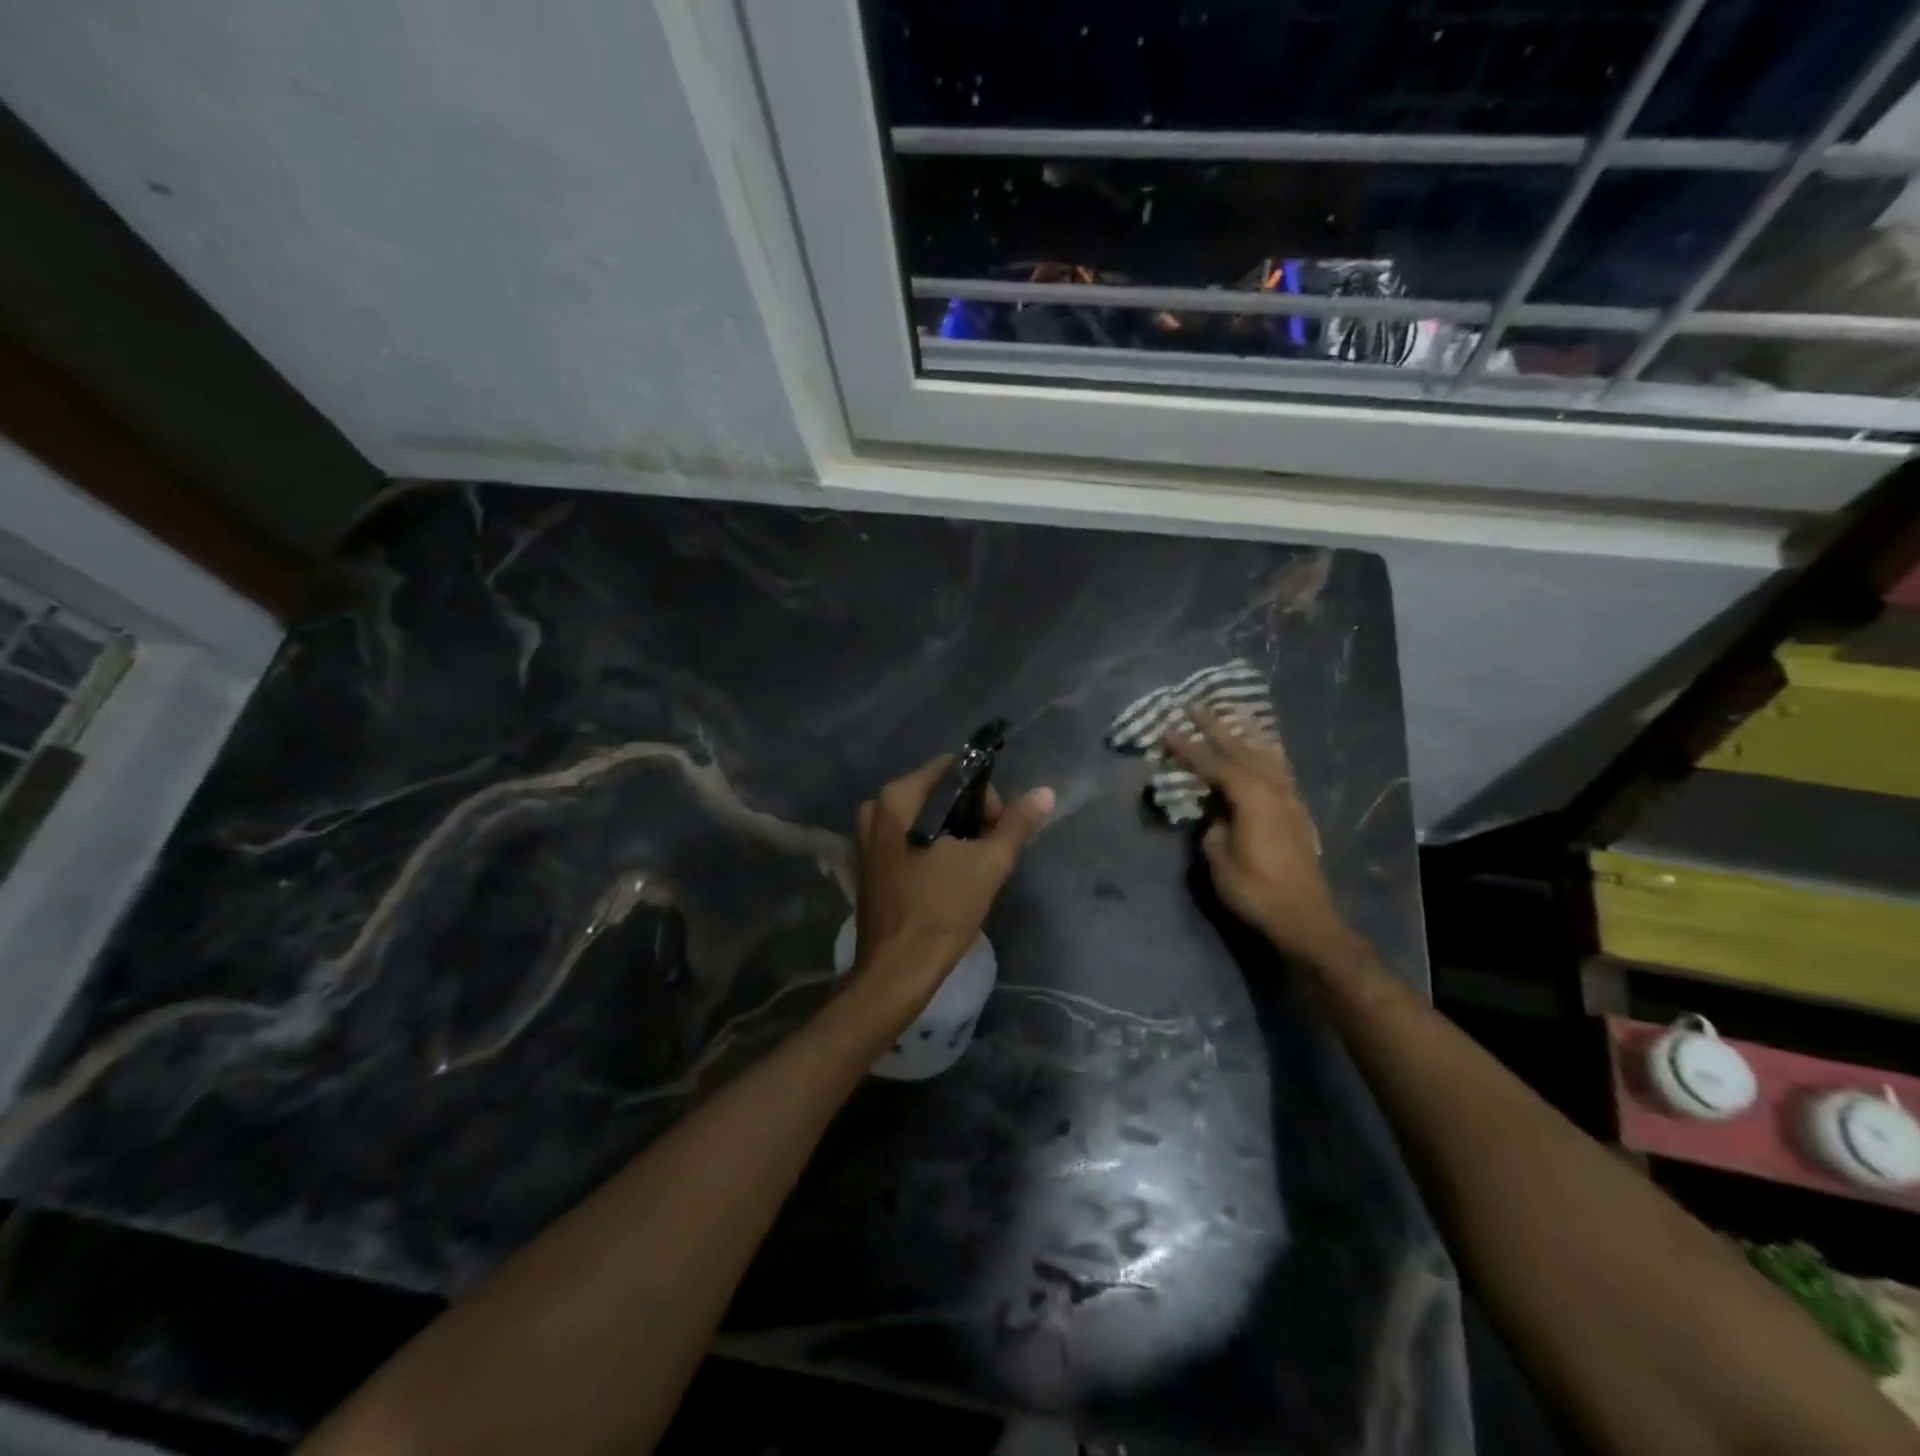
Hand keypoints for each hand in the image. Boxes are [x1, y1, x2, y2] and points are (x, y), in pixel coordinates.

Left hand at [848, 756, 1054, 1019]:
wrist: (897, 972)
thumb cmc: (941, 911)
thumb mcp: (988, 864)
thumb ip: (1016, 824)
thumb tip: (1045, 792)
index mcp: (897, 799)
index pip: (952, 770)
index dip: (984, 792)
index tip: (1000, 825)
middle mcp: (876, 810)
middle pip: (938, 793)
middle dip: (971, 815)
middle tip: (992, 849)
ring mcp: (869, 838)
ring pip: (926, 819)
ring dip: (956, 834)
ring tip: (976, 865)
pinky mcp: (872, 864)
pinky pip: (911, 839)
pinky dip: (935, 848)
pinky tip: (952, 876)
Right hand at [1164, 706, 1351, 965]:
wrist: (1303, 916)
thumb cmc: (1254, 888)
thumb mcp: (1218, 856)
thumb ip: (1212, 825)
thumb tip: (1214, 811)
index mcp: (1249, 794)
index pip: (1211, 763)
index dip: (1187, 746)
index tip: (1166, 728)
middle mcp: (1271, 786)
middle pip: (1239, 748)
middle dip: (1214, 726)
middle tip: (1194, 704)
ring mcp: (1288, 795)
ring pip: (1264, 753)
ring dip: (1244, 732)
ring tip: (1231, 712)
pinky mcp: (1296, 808)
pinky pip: (1280, 767)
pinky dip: (1268, 750)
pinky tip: (1265, 745)